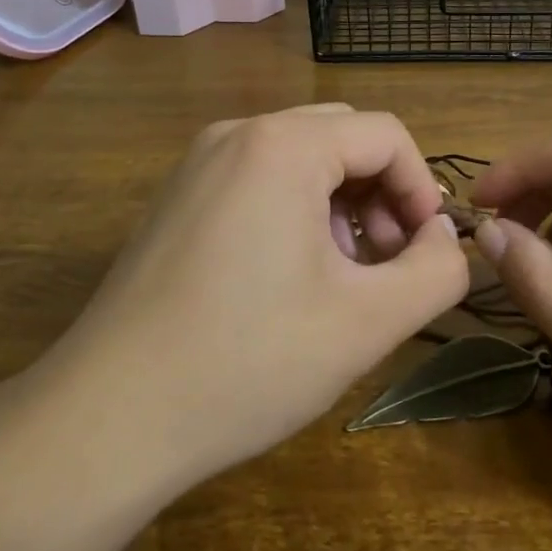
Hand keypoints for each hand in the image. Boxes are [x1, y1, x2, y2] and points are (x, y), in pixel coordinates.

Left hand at [36, 104, 469, 490]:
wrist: (108, 416)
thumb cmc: (248, 361)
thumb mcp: (368, 322)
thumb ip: (436, 271)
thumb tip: (442, 238)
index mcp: (282, 145)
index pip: (386, 135)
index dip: (422, 191)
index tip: (424, 255)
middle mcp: (236, 134)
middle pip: (343, 138)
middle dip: (382, 195)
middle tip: (386, 266)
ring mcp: (198, 163)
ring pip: (301, 159)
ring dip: (341, 205)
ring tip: (341, 278)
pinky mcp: (177, 197)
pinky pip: (259, 179)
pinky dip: (295, 211)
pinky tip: (289, 278)